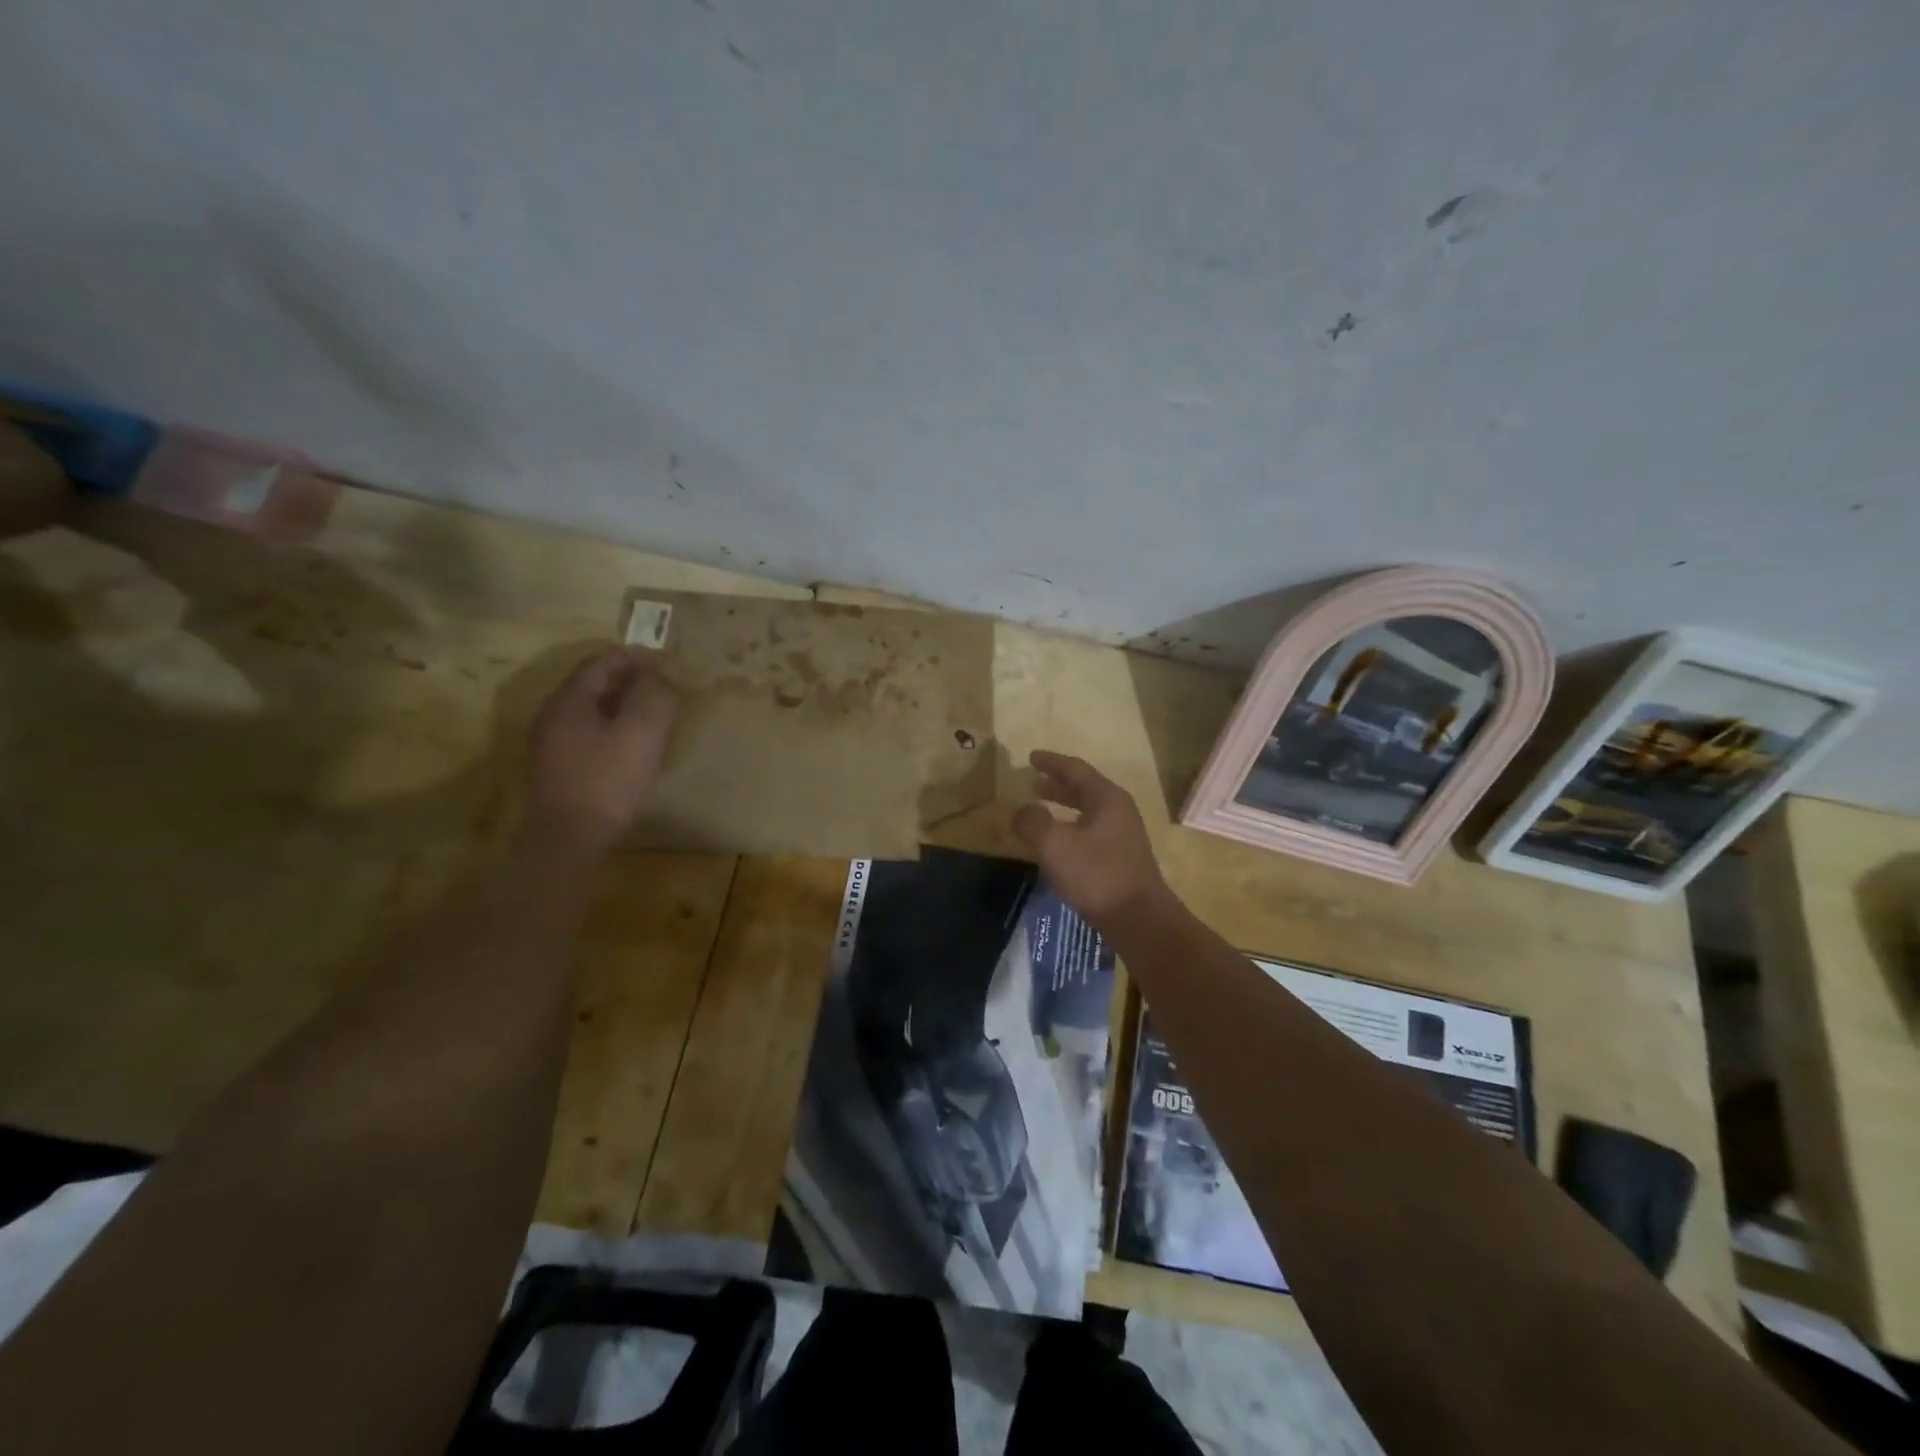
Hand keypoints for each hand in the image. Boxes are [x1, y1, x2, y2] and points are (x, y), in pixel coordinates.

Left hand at [524, 648, 677, 853]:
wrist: (569, 837)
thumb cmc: (607, 780)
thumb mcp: (642, 734)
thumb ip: (655, 698)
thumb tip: (662, 679)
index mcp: (570, 699)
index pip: (602, 661)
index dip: (636, 658)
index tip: (666, 665)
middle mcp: (554, 713)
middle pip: (594, 683)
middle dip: (630, 680)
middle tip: (664, 689)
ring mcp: (552, 741)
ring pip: (591, 709)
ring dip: (622, 705)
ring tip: (654, 715)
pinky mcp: (558, 766)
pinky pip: (588, 732)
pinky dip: (613, 727)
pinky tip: (633, 745)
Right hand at [1012, 750, 1170, 929]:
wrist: (1139, 918)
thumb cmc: (1096, 874)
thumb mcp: (1055, 844)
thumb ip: (1033, 822)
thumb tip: (1020, 811)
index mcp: (1106, 798)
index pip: (1076, 769)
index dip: (1052, 762)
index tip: (1031, 757)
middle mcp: (1118, 810)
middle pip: (1084, 788)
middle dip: (1057, 784)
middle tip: (1033, 782)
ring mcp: (1123, 834)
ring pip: (1088, 810)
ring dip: (1063, 805)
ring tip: (1041, 808)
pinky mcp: (1121, 857)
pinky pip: (1091, 830)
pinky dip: (1071, 826)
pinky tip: (1058, 842)